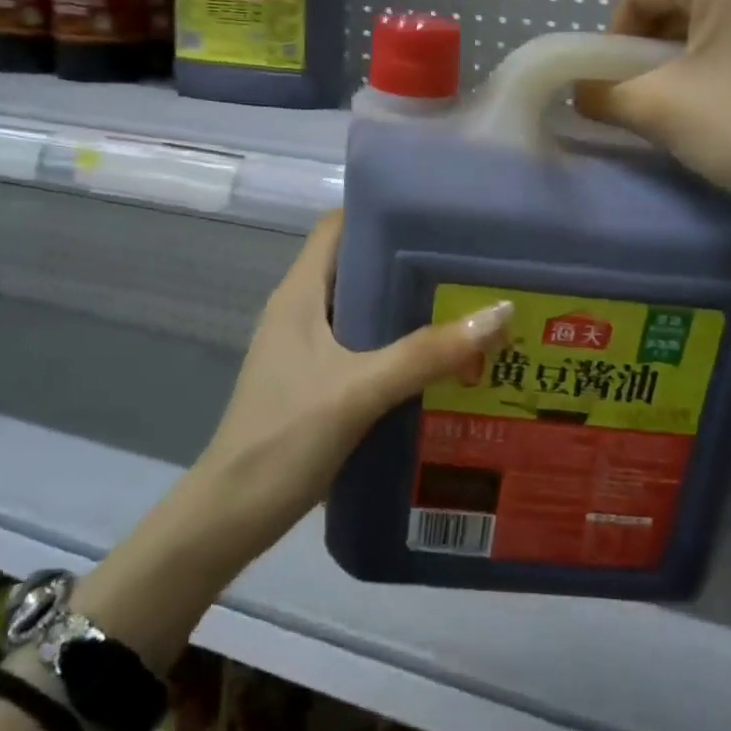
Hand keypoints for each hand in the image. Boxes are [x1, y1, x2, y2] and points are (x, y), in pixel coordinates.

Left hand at [191, 211, 512, 545]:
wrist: (231, 516)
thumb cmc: (286, 438)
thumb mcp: (360, 390)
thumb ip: (427, 353)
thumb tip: (499, 312)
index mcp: (299, 294)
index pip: (337, 226)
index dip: (381, 214)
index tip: (436, 219)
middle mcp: (299, 311)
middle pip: (356, 267)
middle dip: (407, 264)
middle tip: (466, 268)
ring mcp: (304, 350)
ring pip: (361, 311)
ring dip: (405, 310)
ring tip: (464, 311)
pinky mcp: (313, 383)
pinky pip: (361, 349)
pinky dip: (395, 348)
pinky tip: (436, 365)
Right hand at [581, 0, 730, 231]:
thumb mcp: (659, 108)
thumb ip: (604, 93)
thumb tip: (582, 92)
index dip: (613, 40)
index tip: (616, 89)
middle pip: (680, 4)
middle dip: (652, 53)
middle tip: (649, 103)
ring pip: (718, 26)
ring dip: (688, 64)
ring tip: (691, 112)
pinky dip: (730, 69)